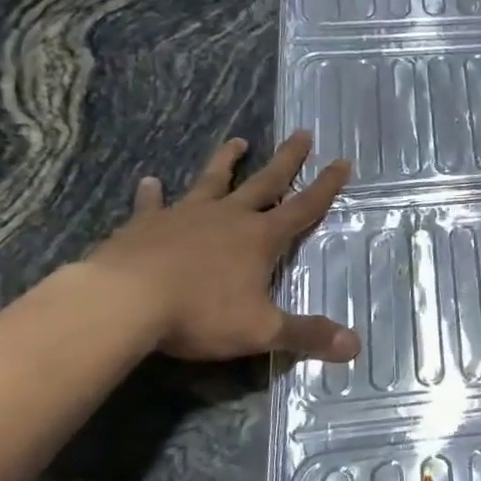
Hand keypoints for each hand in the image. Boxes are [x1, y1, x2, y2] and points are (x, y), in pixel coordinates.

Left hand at [83, 131, 359, 363]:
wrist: (123, 302)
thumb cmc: (199, 313)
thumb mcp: (261, 330)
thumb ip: (307, 335)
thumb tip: (356, 347)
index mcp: (260, 237)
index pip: (304, 207)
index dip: (326, 186)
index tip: (342, 161)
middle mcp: (228, 217)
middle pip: (265, 181)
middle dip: (287, 159)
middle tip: (302, 133)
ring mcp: (185, 216)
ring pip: (212, 180)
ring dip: (226, 161)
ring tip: (237, 141)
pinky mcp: (146, 225)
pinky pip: (152, 204)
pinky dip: (152, 194)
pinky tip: (149, 182)